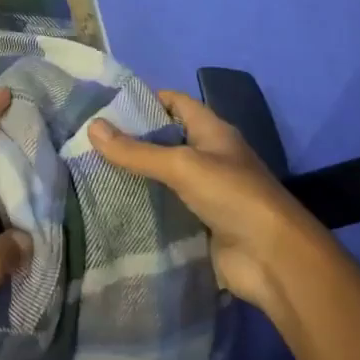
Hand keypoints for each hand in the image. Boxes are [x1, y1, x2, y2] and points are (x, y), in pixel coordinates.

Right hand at [88, 90, 321, 315]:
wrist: (273, 259)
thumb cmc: (233, 196)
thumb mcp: (182, 165)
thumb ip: (137, 151)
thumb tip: (92, 126)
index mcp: (212, 131)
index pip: (175, 103)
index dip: (143, 99)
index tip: (104, 105)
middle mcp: (209, 157)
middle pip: (164, 141)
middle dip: (130, 140)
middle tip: (86, 141)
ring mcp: (204, 193)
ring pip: (161, 177)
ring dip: (133, 176)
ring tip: (88, 171)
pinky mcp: (198, 224)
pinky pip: (164, 209)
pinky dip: (142, 207)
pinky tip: (110, 206)